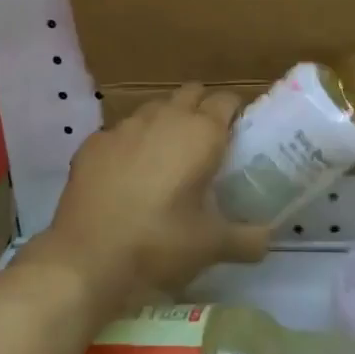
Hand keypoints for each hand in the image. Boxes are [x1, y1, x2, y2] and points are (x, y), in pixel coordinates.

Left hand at [29, 85, 268, 309]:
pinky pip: (121, 131)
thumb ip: (249, 239)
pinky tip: (128, 174)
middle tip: (208, 143)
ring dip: (166, 122)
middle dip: (202, 108)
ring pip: (154, 108)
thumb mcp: (212, 246)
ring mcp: (124, 127)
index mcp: (200, 133)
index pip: (227, 100)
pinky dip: (132, 144)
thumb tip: (269, 238)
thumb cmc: (159, 244)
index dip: (236, 113)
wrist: (86, 260)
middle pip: (191, 93)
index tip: (240, 134)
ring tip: (167, 157)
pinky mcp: (93, 143)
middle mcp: (164, 117)